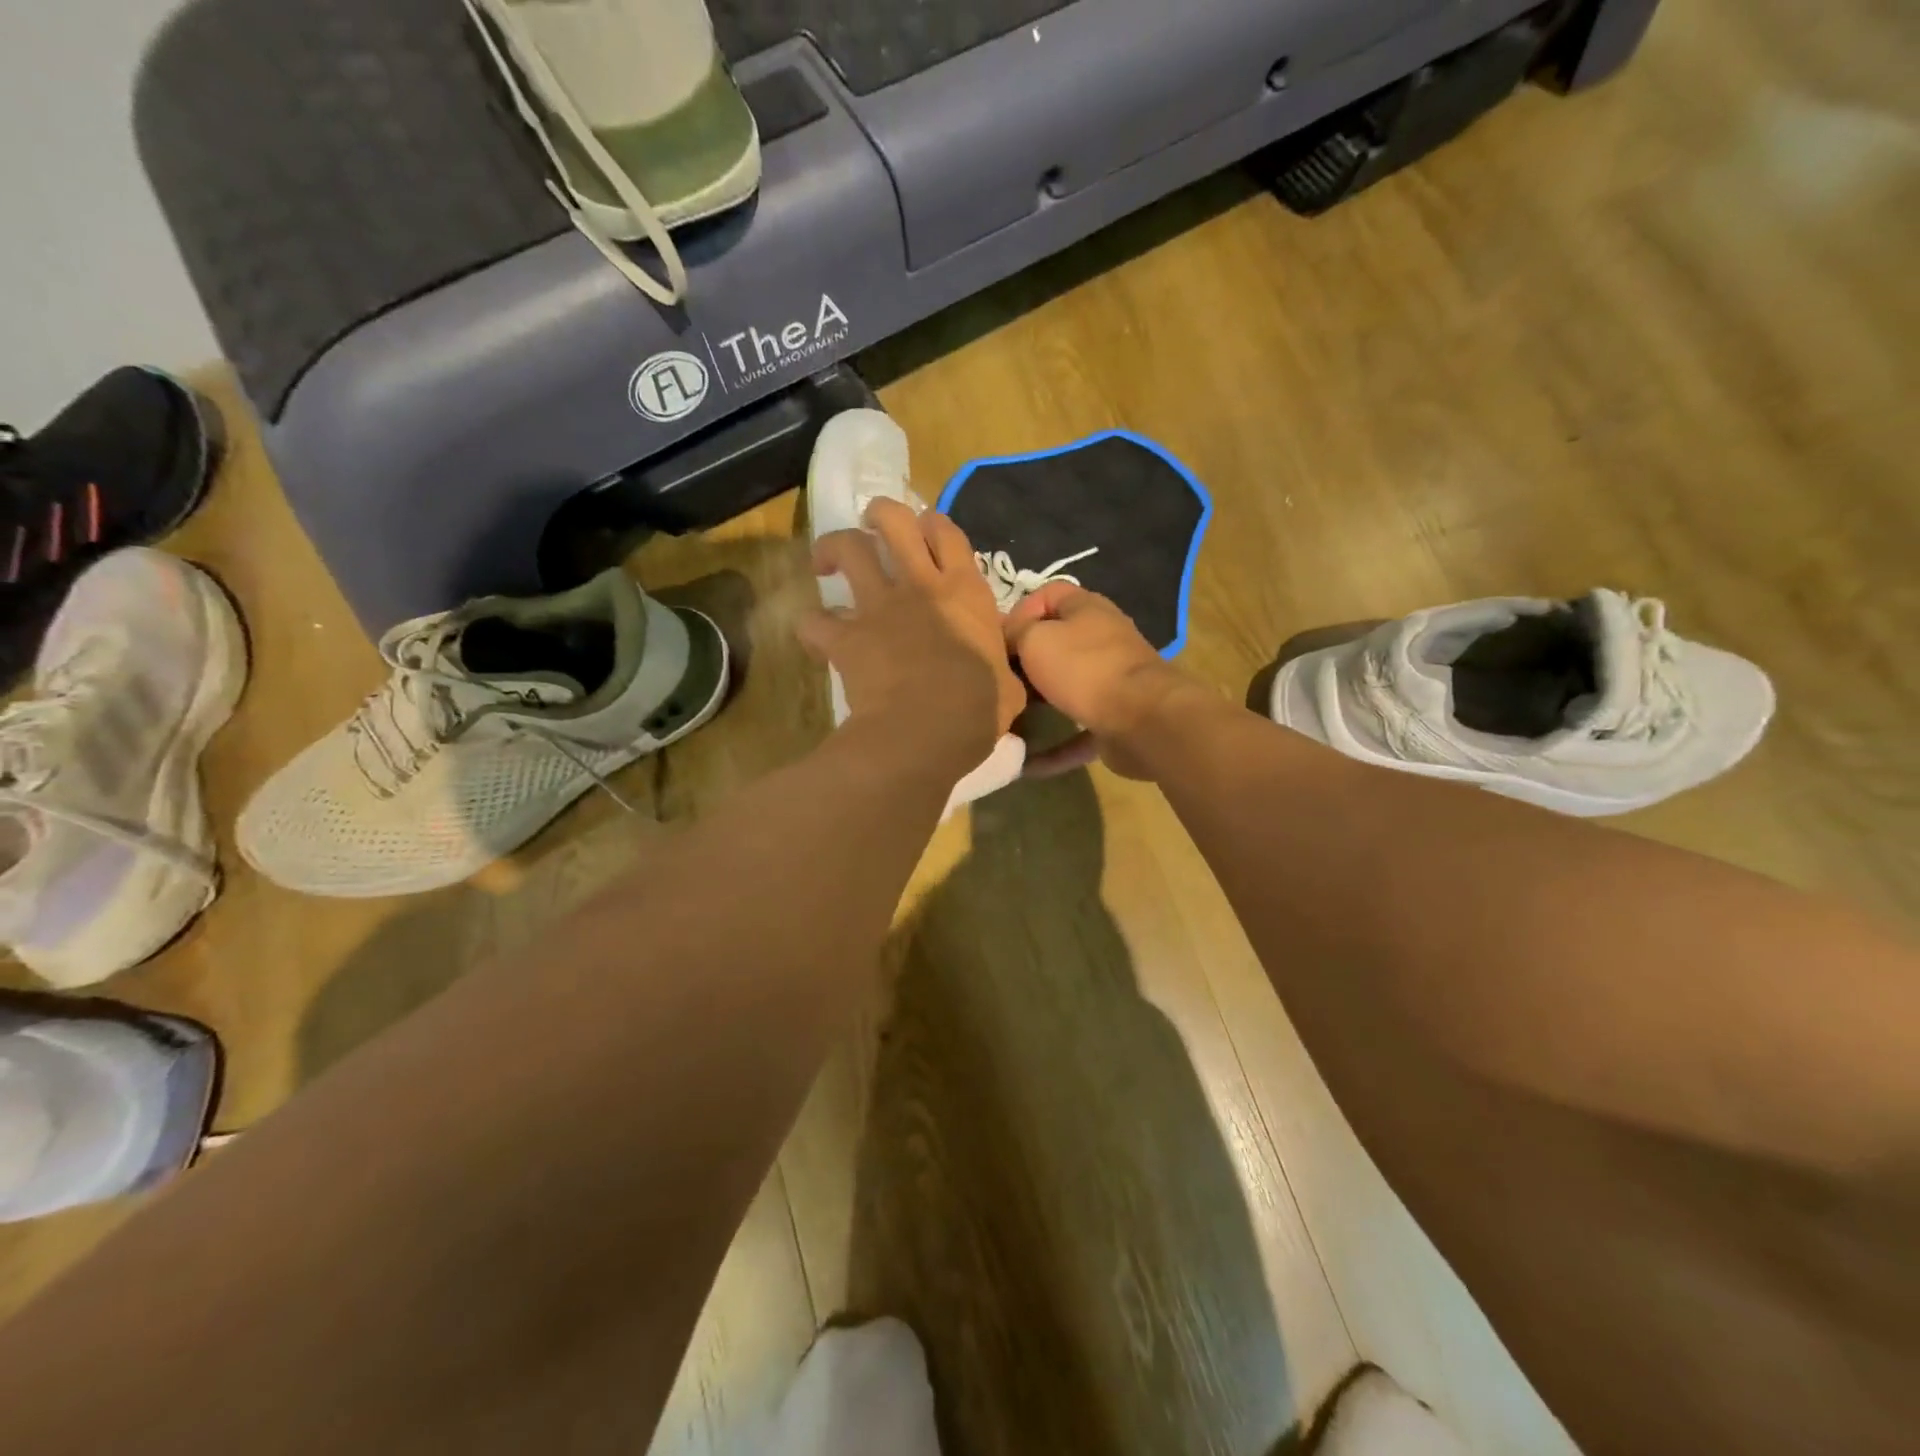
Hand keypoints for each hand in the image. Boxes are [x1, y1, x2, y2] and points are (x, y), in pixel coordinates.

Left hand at [801, 500, 1025, 771]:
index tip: (926, 535)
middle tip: (873, 530)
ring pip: (847, 548)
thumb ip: (1000, 667)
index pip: (947, 532)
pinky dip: (811, 626)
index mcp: (965, 592)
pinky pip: (814, 621)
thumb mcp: (1008, 684)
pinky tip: (817, 637)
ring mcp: (878, 607)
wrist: (928, 732)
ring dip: (833, 548)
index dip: (933, 525)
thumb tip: (1003, 675)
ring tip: (826, 562)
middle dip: (879, 515)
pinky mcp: (845, 636)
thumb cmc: (978, 710)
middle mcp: (920, 585)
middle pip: (894, 519)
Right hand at [1003, 582, 1199, 778]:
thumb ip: (1015, 633)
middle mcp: (1102, 640)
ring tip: (1005, 720)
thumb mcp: (1036, 639)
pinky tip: (1024, 765)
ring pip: (1067, 689)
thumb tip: (1007, 638)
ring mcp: (1112, 681)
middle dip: (1026, 662)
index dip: (1020, 611)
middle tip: (998, 680)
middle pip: (1056, 644)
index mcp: (1087, 609)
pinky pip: (1076, 734)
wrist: (1142, 720)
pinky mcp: (1115, 721)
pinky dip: (1053, 750)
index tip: (998, 638)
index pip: (1049, 595)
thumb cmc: (1084, 668)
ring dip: (1038, 705)